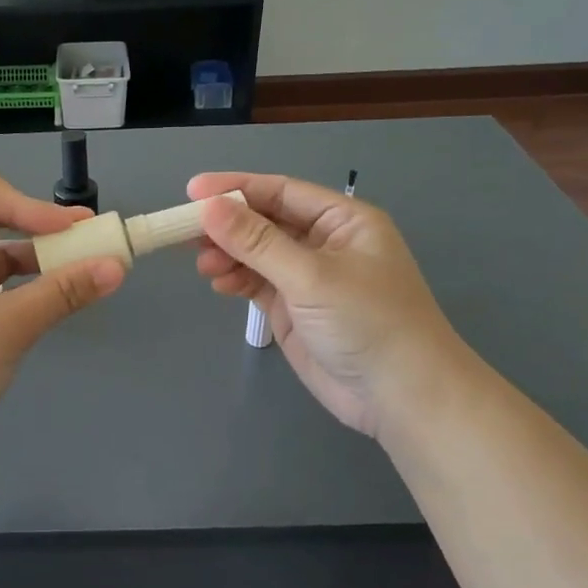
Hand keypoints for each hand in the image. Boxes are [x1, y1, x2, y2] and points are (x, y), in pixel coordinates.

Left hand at [0, 169, 124, 447]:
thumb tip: (117, 266)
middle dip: (38, 228)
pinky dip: (19, 288)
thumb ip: (64, 291)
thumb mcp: (10, 325)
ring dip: (33, 261)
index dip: (32, 205)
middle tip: (84, 242)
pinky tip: (48, 301)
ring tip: (78, 275)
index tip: (74, 232)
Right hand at [190, 173, 465, 438]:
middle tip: (185, 232)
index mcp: (342, 220)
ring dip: (227, 254)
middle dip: (227, 225)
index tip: (191, 192)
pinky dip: (235, 279)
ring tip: (204, 266)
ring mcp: (307, 277)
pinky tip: (219, 284)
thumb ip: (257, 242)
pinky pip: (256, 282)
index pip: (280, 191)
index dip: (236, 189)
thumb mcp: (311, 276)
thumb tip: (209, 207)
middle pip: (264, 221)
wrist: (403, 398)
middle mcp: (324, 242)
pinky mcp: (294, 308)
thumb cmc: (368, 323)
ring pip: (256, 253)